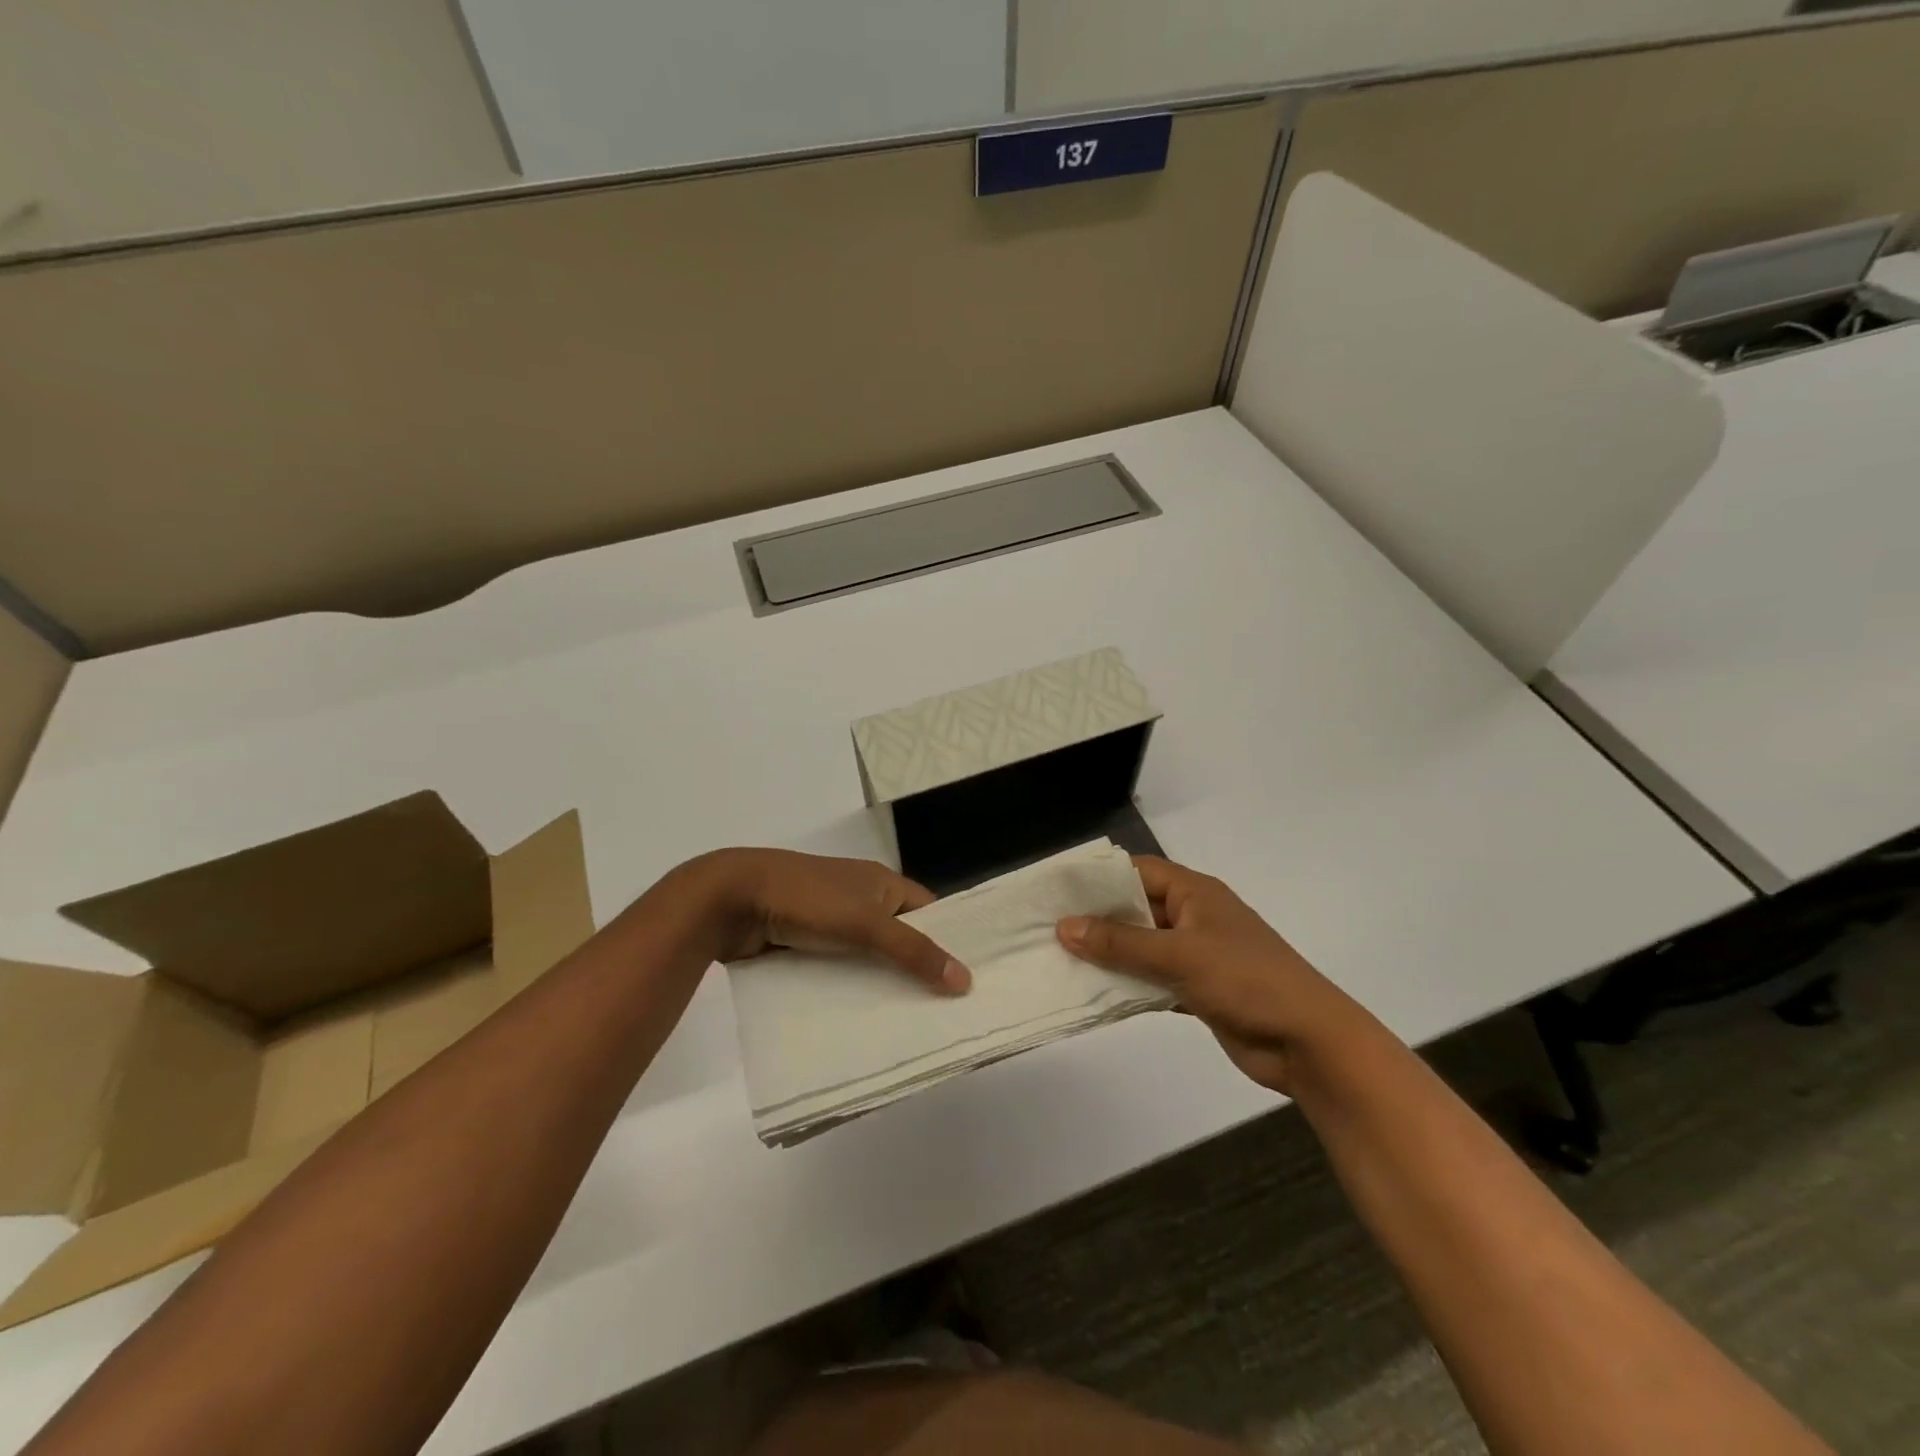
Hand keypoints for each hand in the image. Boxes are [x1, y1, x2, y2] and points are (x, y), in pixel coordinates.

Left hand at [680, 849, 971, 994]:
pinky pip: (837, 970)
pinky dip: (848, 989)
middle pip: (899, 937)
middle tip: (944, 1012)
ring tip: (908, 1025)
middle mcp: (860, 899)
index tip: (969, 978)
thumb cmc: (808, 899)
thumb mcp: (866, 923)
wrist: (732, 898)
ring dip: (880, 984)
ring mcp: (829, 922)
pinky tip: (860, 1021)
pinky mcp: (803, 944)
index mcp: (881, 883)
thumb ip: (913, 951)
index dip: (950, 939)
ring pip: (866, 957)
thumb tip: (965, 980)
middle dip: (916, 969)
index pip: (929, 911)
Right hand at [1056, 856, 1369, 1093]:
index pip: (1136, 871)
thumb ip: (1120, 943)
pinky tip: (1093, 993)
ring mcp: (1196, 954)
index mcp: (1194, 892)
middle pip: (1135, 909)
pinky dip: (1128, 985)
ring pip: (1141, 947)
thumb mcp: (1179, 955)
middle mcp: (1192, 916)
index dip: (1098, 878)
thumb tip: (1065, 926)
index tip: (1056, 890)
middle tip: (1047, 928)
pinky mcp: (1197, 988)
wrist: (1308, 1042)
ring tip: (1059, 960)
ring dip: (1108, 955)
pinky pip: (1152, 979)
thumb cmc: (1246, 980)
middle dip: (1096, 919)